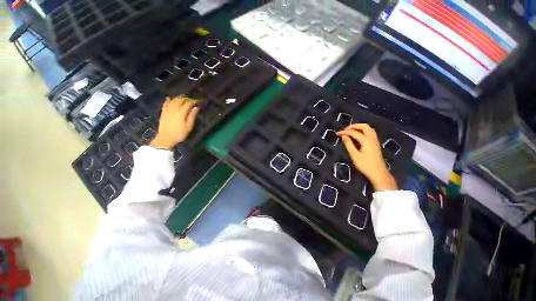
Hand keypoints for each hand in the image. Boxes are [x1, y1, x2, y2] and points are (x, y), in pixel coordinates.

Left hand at [150, 95, 198, 149]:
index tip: (198, 101)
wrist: (166, 138)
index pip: (188, 103)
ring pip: (173, 100)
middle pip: (180, 100)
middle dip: (186, 98)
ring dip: (178, 97)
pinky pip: (165, 103)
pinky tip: (170, 98)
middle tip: (191, 99)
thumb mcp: (189, 126)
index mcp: (181, 112)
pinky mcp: (163, 112)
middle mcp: (174, 109)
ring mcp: (167, 109)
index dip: (193, 101)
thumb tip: (196, 107)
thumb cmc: (179, 133)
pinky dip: (168, 100)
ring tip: (183, 98)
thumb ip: (192, 116)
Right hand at [337, 124, 396, 191]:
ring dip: (359, 127)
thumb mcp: (354, 155)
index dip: (344, 132)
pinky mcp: (376, 144)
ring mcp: (375, 140)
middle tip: (345, 130)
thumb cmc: (365, 165)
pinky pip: (370, 133)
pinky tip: (358, 136)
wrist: (378, 173)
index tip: (337, 133)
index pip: (353, 132)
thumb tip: (344, 136)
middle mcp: (372, 138)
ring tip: (350, 131)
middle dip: (354, 126)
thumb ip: (348, 144)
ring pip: (368, 129)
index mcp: (366, 140)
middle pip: (364, 126)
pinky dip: (363, 131)